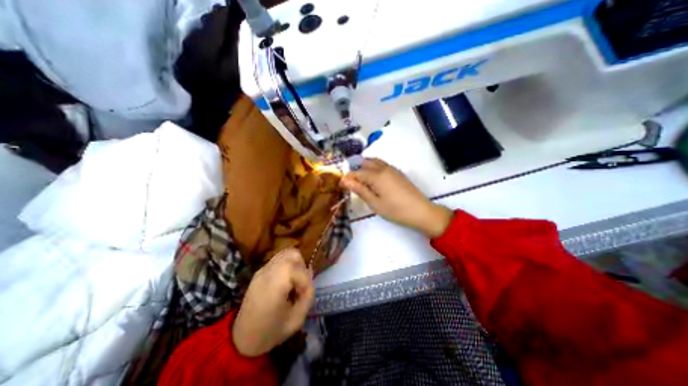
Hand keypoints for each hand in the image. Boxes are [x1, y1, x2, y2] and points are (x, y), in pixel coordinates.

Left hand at [234, 248, 313, 357]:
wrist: (240, 339)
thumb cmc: (270, 332)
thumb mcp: (296, 320)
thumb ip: (308, 296)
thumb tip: (310, 275)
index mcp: (275, 286)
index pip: (299, 270)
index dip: (306, 282)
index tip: (302, 296)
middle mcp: (267, 273)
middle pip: (292, 255)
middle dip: (301, 268)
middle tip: (300, 285)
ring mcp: (262, 270)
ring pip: (286, 253)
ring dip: (295, 264)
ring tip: (293, 281)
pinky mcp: (259, 271)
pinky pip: (278, 259)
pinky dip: (287, 264)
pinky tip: (285, 281)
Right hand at [343, 157, 452, 236]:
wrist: (421, 211)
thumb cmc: (395, 210)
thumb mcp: (375, 203)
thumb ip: (360, 190)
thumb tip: (345, 180)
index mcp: (376, 176)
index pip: (357, 172)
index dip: (348, 177)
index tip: (341, 185)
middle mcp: (384, 168)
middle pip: (365, 163)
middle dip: (356, 170)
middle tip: (353, 184)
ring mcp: (392, 169)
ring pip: (374, 162)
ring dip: (365, 168)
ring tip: (362, 182)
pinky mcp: (398, 173)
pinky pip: (382, 165)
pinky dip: (374, 169)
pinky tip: (375, 181)